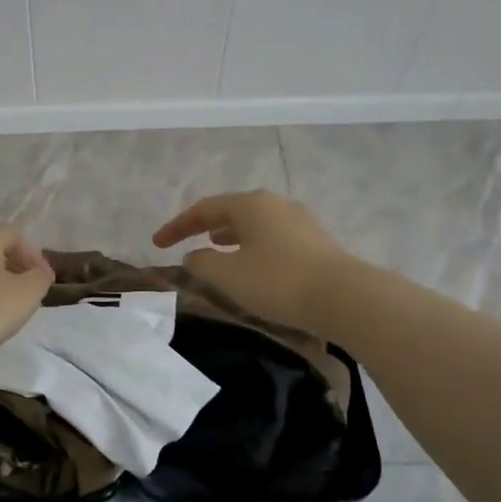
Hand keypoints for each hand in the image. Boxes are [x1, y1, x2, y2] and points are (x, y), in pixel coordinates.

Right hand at [152, 190, 355, 332]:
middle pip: (231, 210)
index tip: (156, 243)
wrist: (344, 297)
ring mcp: (299, 221)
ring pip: (254, 223)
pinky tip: (252, 264)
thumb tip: (193, 256)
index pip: (203, 209)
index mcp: (249, 204)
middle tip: (187, 242)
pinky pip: (272, 237)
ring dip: (230, 235)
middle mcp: (274, 204)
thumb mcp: (228, 275)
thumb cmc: (277, 281)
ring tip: (216, 248)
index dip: (177, 226)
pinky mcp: (315, 242)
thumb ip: (202, 263)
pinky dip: (252, 246)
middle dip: (205, 226)